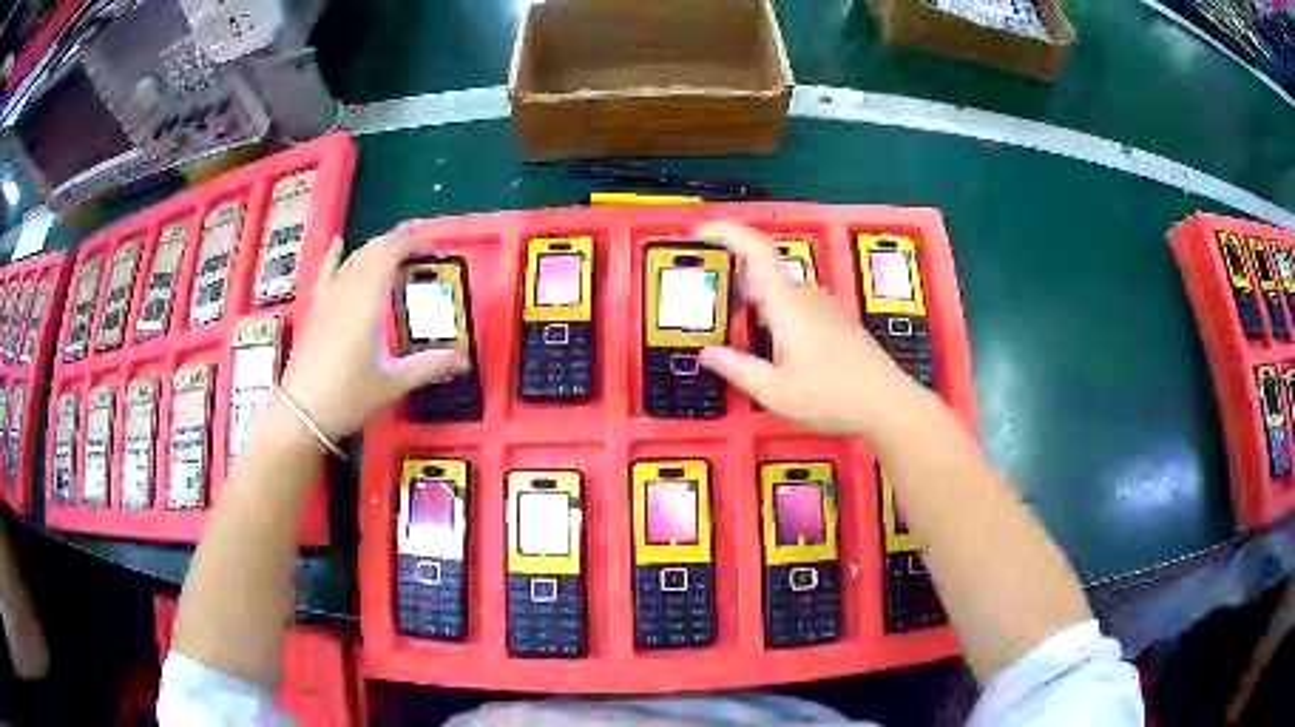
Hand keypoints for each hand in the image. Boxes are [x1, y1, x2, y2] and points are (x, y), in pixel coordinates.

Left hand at [281, 228, 467, 438]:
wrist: (302, 412)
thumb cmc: (350, 396)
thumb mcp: (393, 382)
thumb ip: (429, 366)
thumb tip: (465, 361)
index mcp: (369, 299)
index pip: (391, 252)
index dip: (412, 243)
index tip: (433, 249)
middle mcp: (348, 289)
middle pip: (373, 250)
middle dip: (398, 242)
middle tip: (421, 248)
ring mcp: (328, 297)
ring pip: (353, 259)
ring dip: (375, 248)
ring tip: (394, 250)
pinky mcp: (315, 309)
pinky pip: (326, 272)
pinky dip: (334, 255)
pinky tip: (338, 243)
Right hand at [696, 222, 924, 436]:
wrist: (886, 403)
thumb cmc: (830, 395)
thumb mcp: (774, 391)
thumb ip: (738, 368)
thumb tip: (707, 353)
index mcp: (787, 303)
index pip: (755, 250)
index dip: (726, 233)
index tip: (699, 232)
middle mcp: (805, 295)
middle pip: (763, 271)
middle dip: (731, 277)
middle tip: (705, 298)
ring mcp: (823, 306)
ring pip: (778, 291)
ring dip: (753, 300)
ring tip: (732, 327)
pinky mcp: (834, 320)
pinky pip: (794, 304)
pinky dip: (771, 312)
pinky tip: (768, 344)